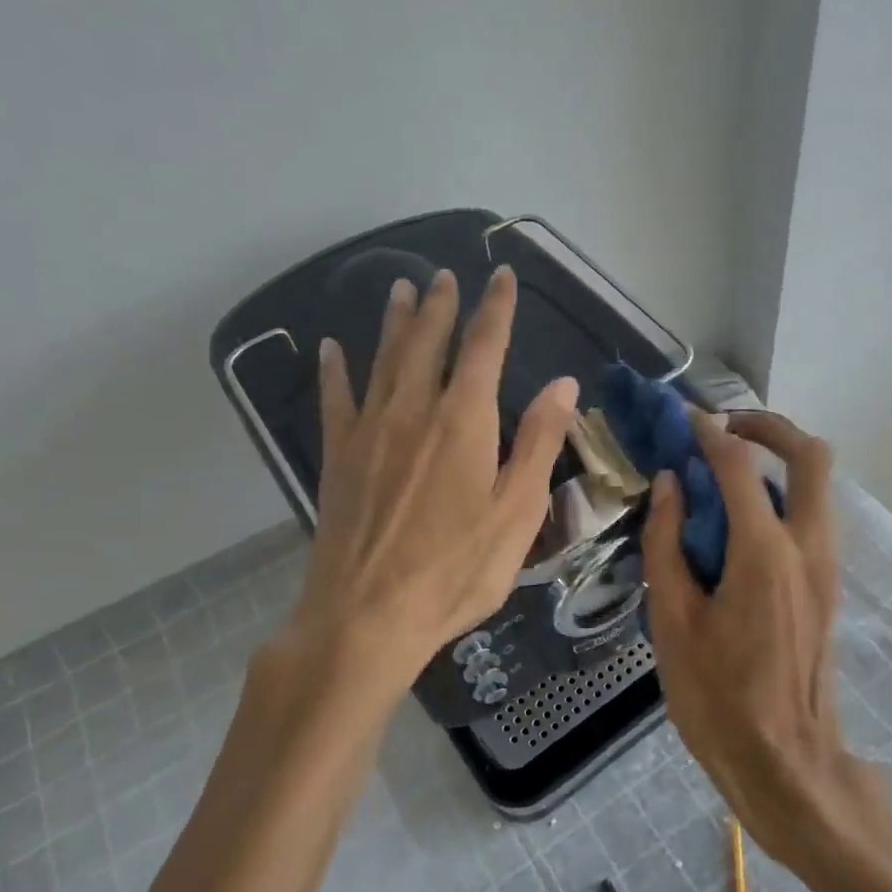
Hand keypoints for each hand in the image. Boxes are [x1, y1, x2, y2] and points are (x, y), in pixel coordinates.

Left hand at [259, 267, 576, 710]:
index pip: (484, 347)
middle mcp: (414, 411)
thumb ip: (538, 443)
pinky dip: (334, 370)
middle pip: (427, 343)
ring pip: (384, 360)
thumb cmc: (456, 570)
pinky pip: (336, 400)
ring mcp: (369, 432)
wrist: (367, 616)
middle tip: (445, 276)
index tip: (501, 275)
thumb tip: (562, 384)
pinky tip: (329, 348)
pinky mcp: (338, 458)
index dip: (496, 308)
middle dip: (441, 306)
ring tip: (401, 289)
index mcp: (464, 421)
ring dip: (395, 322)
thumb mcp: (516, 512)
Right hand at [642, 409, 862, 857]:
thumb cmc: (718, 699)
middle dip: (770, 427)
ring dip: (779, 461)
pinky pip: (813, 517)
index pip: (740, 466)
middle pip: (812, 456)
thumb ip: (667, 543)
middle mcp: (809, 546)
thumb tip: (668, 485)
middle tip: (726, 429)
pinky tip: (740, 523)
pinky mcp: (829, 586)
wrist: (787, 764)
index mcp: (764, 553)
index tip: (685, 418)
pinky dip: (783, 496)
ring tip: (726, 472)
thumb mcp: (673, 621)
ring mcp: (828, 566)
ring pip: (819, 485)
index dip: (710, 433)